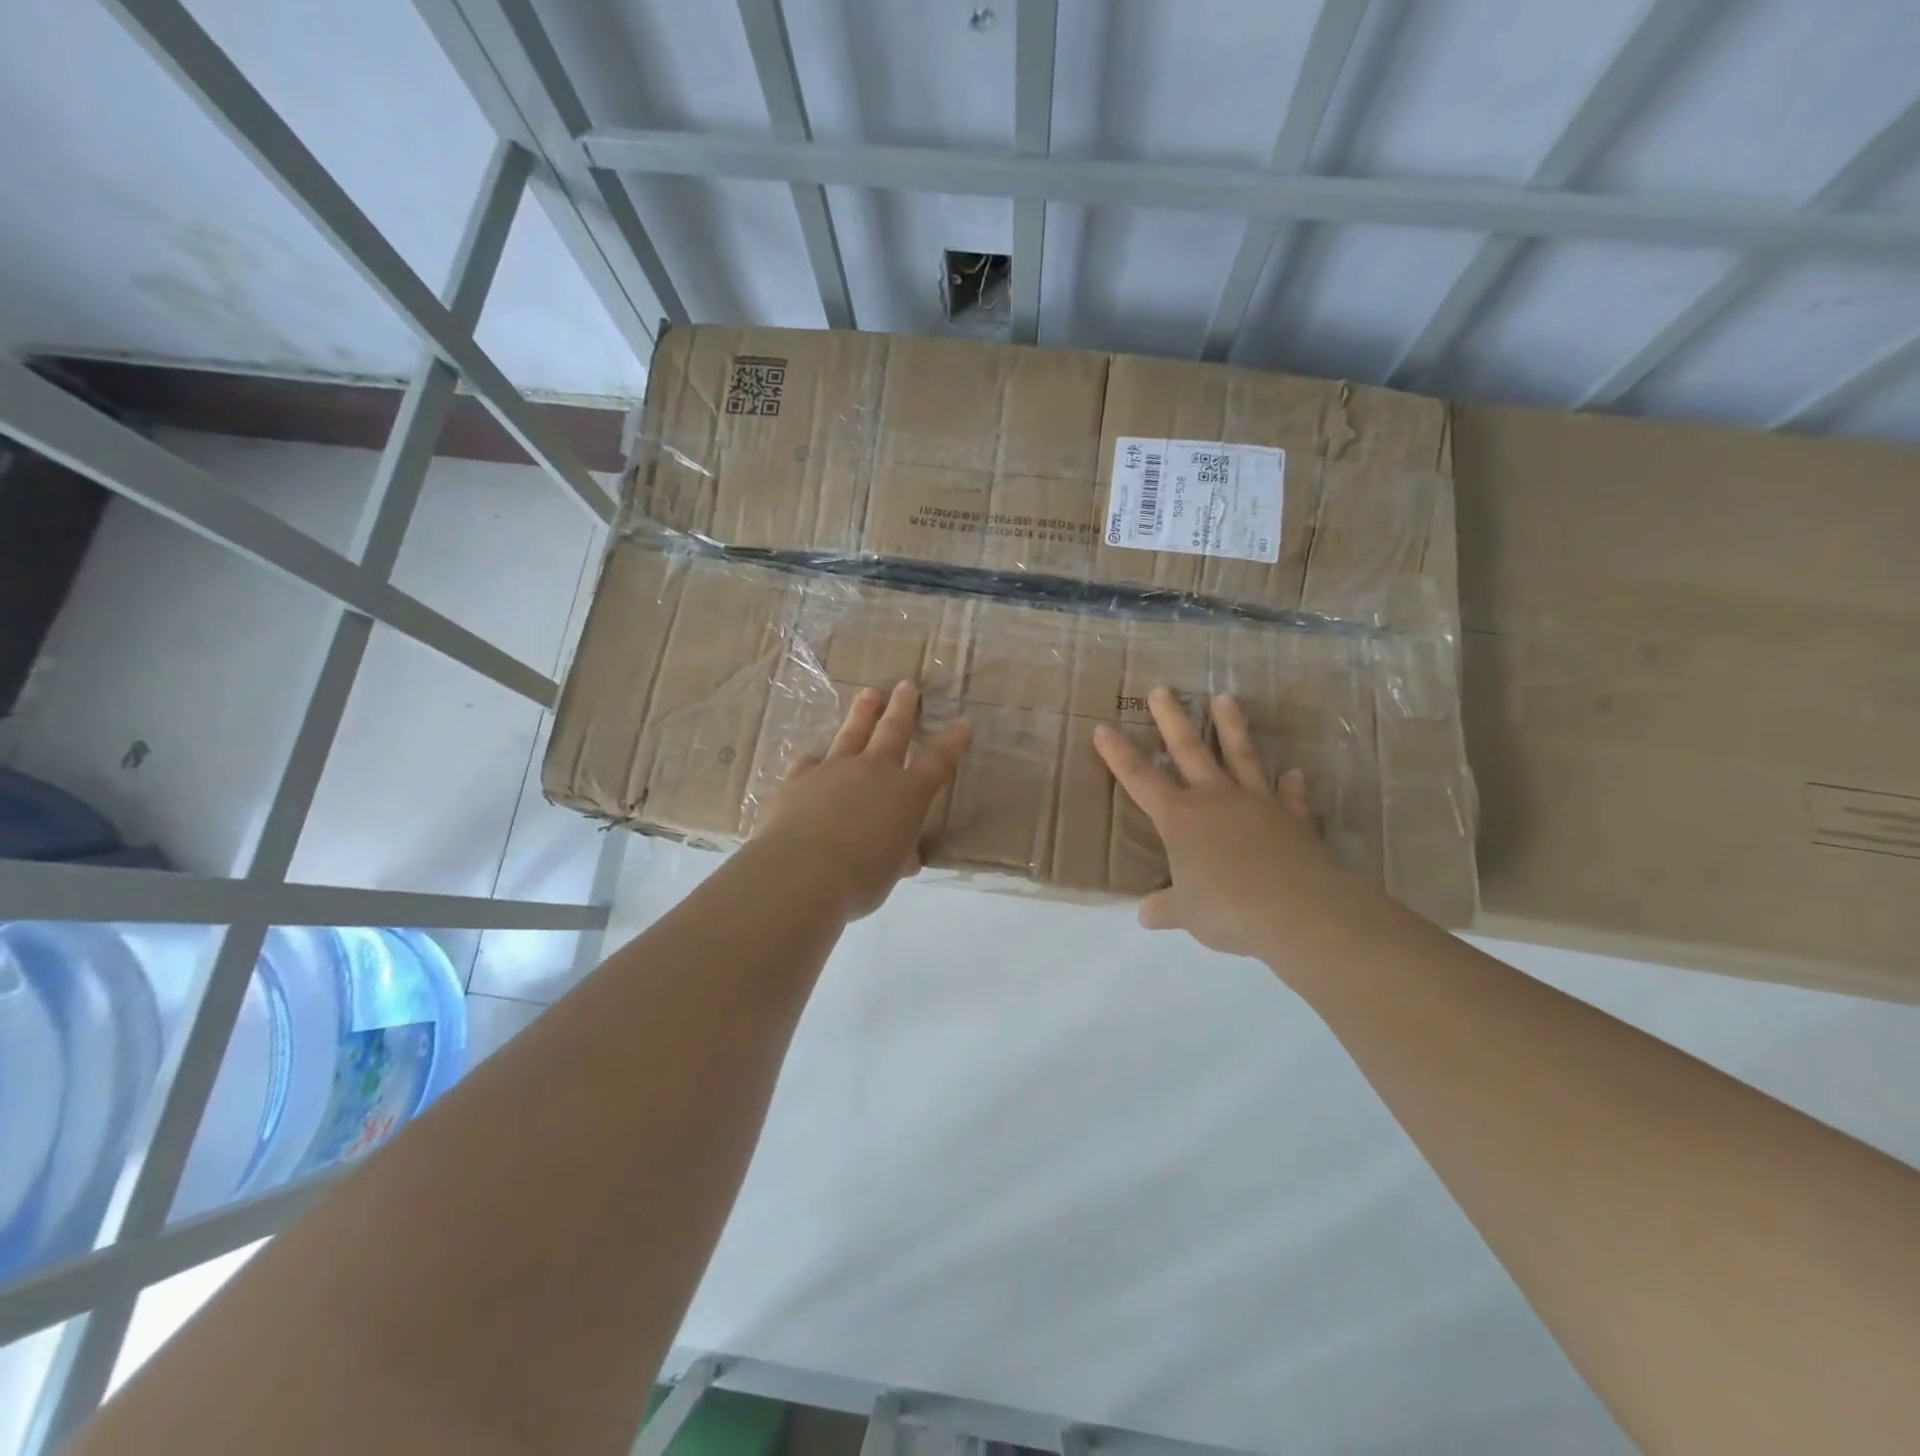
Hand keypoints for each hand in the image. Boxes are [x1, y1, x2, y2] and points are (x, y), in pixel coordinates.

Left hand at [753, 680, 970, 920]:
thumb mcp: (890, 871)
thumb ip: (899, 857)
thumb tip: (906, 858)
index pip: (937, 762)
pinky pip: (809, 763)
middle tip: (907, 684)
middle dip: (903, 707)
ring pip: (851, 733)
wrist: (802, 871)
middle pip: (893, 731)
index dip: (952, 742)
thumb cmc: (861, 878)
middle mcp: (874, 772)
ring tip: (869, 693)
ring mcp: (834, 770)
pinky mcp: (799, 778)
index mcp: (907, 794)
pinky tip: (812, 756)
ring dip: (863, 713)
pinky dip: (815, 760)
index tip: (962, 722)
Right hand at [1093, 687, 1354, 959]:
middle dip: (1171, 719)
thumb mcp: (1185, 913)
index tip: (1103, 728)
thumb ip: (1165, 907)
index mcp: (1180, 819)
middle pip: (1189, 750)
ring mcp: (1257, 804)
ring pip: (1240, 756)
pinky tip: (1294, 773)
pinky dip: (1291, 785)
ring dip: (1232, 726)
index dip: (1118, 755)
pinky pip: (1290, 797)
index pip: (1140, 779)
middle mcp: (1215, 800)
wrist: (1298, 911)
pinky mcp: (1293, 818)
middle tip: (1162, 690)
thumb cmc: (1228, 909)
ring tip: (1226, 697)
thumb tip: (1147, 913)